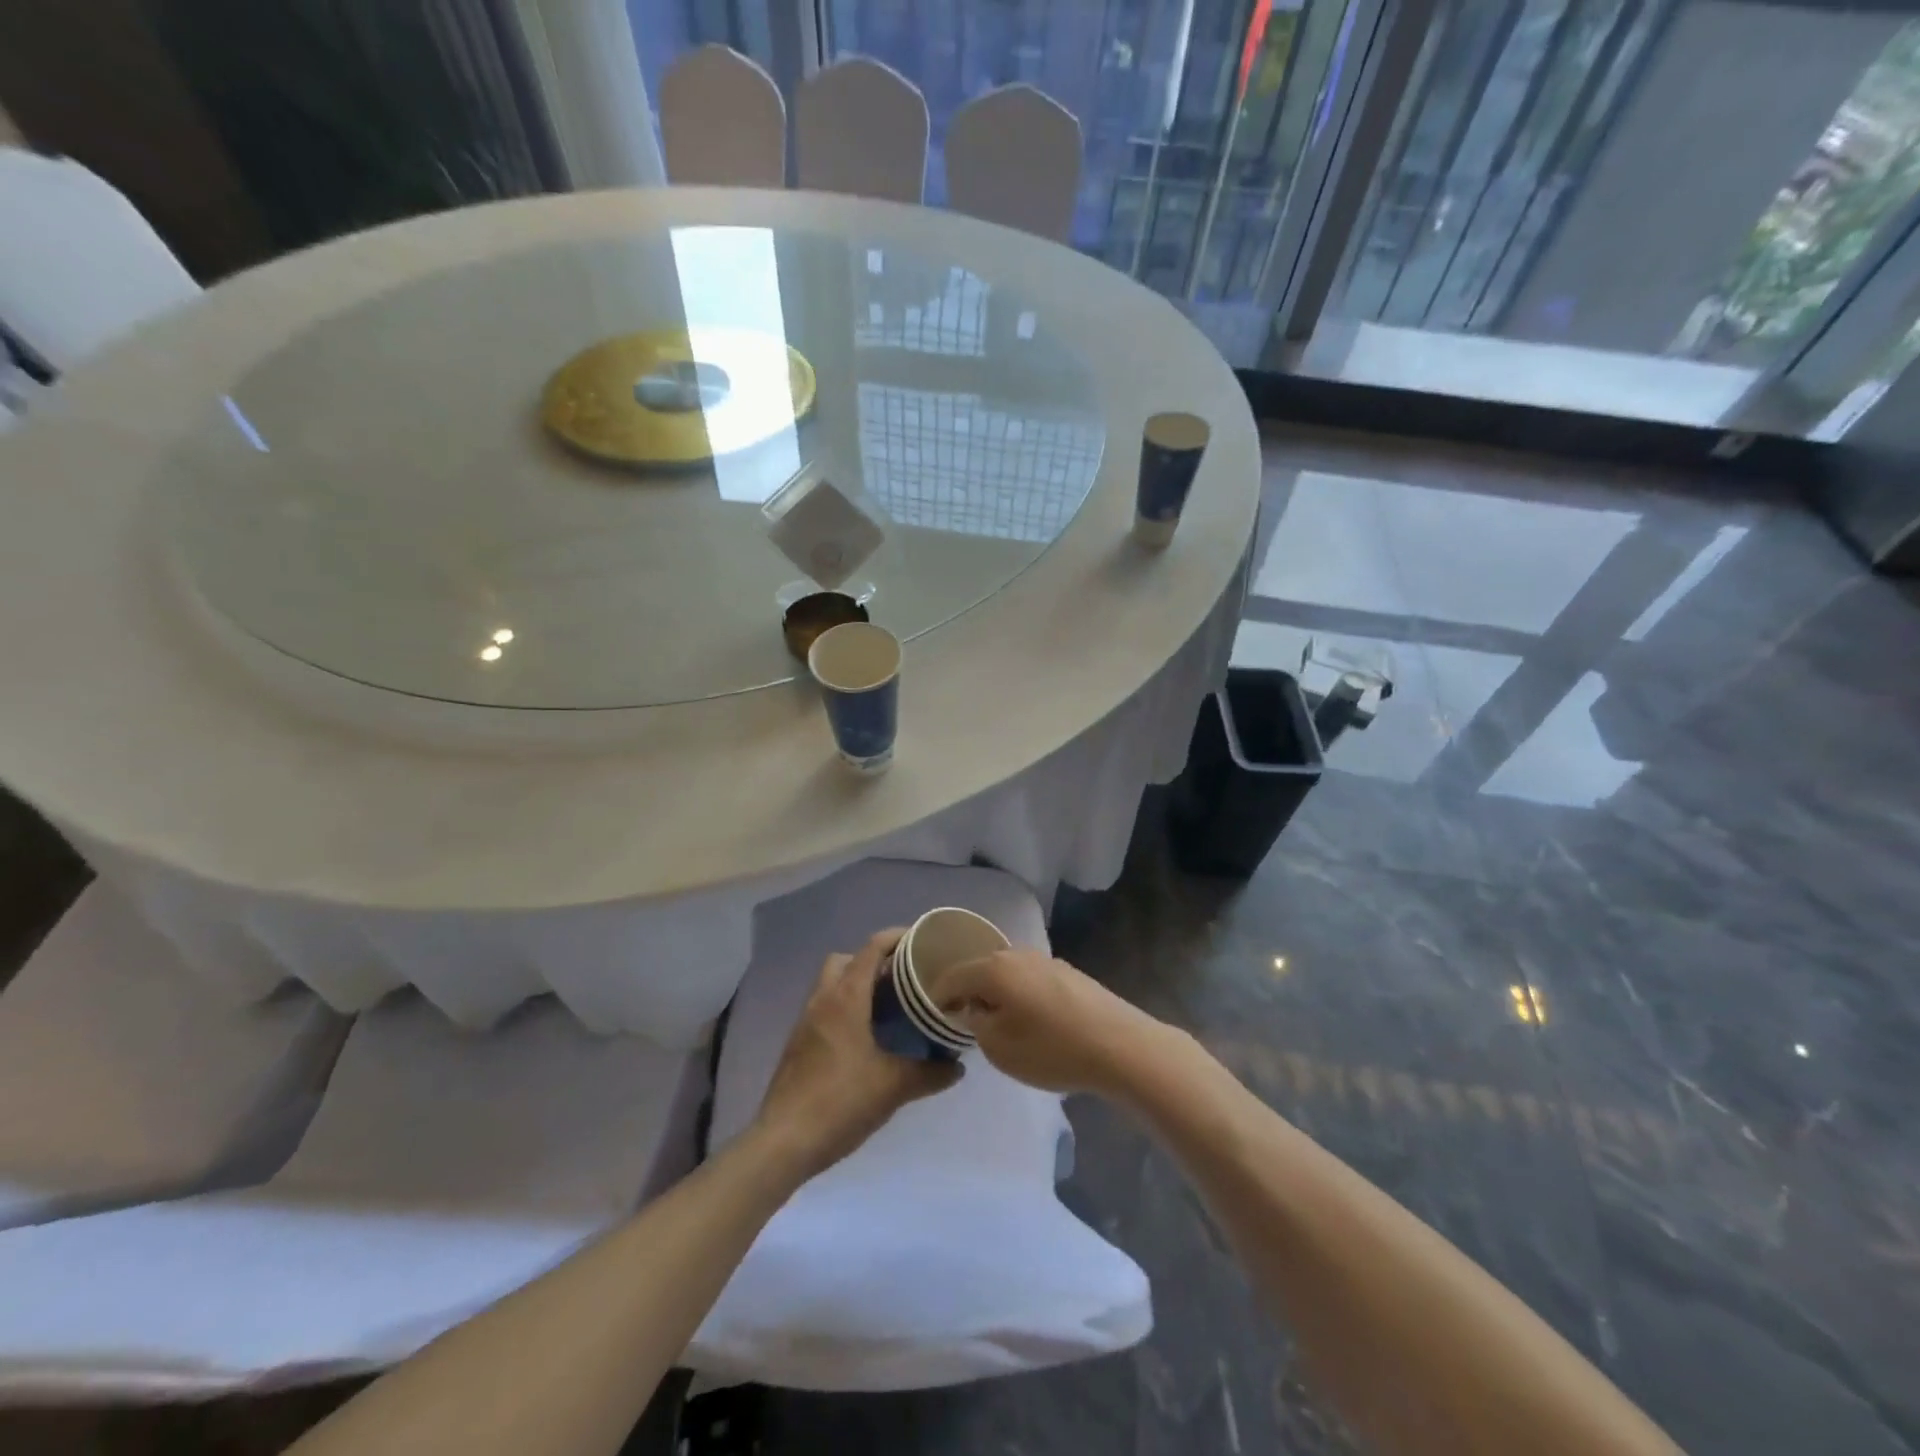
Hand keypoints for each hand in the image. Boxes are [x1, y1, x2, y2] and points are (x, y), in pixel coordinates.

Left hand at [750, 929, 962, 1181]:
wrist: (783, 1142)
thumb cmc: (840, 1102)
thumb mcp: (893, 1087)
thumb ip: (929, 1073)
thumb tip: (958, 1066)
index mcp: (846, 998)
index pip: (871, 948)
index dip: (896, 937)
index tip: (922, 941)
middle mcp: (822, 1000)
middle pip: (845, 959)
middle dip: (872, 960)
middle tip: (902, 978)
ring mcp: (805, 1022)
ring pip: (831, 984)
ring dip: (856, 985)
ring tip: (888, 1007)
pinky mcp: (798, 1044)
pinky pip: (824, 1009)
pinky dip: (844, 1009)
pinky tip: (865, 1038)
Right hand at [932, 948, 1169, 1098]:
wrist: (1119, 1046)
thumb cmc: (1051, 1049)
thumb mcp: (998, 1047)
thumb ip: (975, 1024)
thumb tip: (971, 1009)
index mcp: (994, 968)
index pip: (952, 976)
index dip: (937, 996)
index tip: (932, 1016)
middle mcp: (1017, 954)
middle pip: (981, 969)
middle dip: (968, 992)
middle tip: (962, 1020)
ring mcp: (1046, 960)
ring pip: (1008, 974)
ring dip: (997, 993)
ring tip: (997, 1022)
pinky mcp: (1069, 973)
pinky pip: (1030, 980)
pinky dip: (1021, 995)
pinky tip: (1030, 1020)